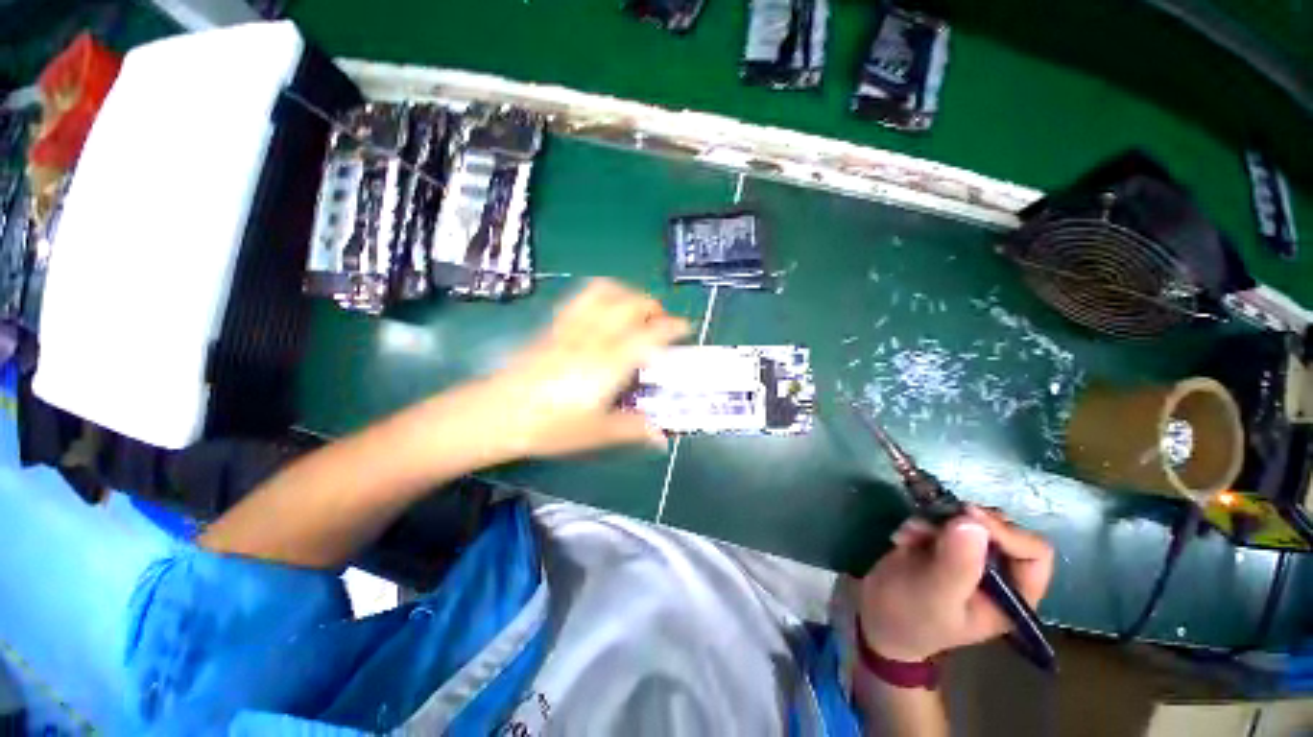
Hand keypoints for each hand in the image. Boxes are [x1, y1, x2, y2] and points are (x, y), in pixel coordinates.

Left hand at [477, 278, 689, 458]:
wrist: (498, 413)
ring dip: (627, 293)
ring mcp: (572, 327)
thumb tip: (663, 437)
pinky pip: (580, 297)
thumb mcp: (597, 433)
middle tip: (660, 321)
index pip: (650, 335)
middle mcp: (595, 337)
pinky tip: (603, 309)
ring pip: (605, 292)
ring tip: (634, 309)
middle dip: (653, 306)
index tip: (685, 328)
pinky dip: (601, 294)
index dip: (673, 327)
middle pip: (631, 304)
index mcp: (610, 363)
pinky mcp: (554, 326)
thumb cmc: (550, 426)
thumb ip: (633, 430)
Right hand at [858, 506, 1053, 662]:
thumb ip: (957, 563)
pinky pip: (940, 520)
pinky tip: (903, 538)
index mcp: (1013, 597)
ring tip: (910, 534)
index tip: (967, 516)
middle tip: (934, 524)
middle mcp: (999, 575)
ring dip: (936, 521)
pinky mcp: (943, 546)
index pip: (1033, 553)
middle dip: (964, 523)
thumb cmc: (911, 617)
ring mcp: (969, 558)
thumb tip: (973, 522)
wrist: (876, 618)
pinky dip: (920, 522)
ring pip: (968, 521)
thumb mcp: (934, 595)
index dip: (1006, 532)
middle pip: (1001, 530)